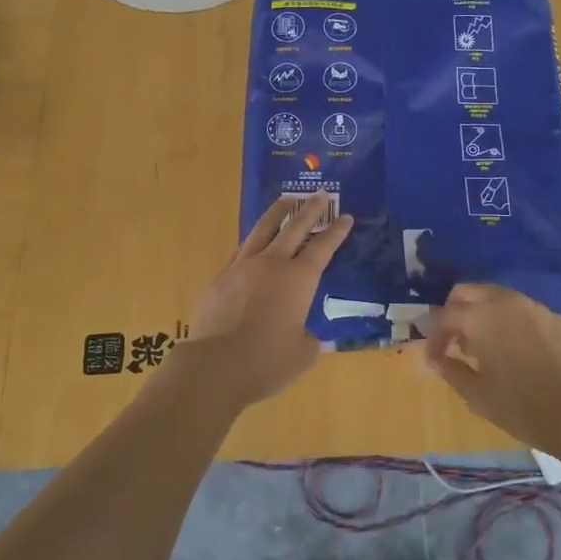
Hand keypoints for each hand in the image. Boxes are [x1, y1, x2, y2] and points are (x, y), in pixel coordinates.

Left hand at [184, 195, 353, 405]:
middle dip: (310, 210)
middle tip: (320, 194)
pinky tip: (254, 241)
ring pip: (263, 230)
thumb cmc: (267, 362)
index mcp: (299, 279)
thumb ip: (307, 337)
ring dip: (277, 213)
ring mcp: (242, 267)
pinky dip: (254, 241)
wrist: (215, 366)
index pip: (323, 248)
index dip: (336, 232)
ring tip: (286, 200)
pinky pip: (242, 251)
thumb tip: (303, 333)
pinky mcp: (221, 278)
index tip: (345, 216)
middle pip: (294, 228)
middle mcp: (272, 264)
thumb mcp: (303, 354)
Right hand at [421, 284, 560, 454]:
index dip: (434, 338)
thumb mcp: (476, 394)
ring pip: (498, 297)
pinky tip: (517, 350)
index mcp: (480, 317)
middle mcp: (505, 302)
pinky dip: (511, 323)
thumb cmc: (519, 406)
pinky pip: (524, 312)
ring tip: (485, 346)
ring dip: (484, 314)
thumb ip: (451, 370)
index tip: (435, 359)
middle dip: (456, 312)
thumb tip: (436, 359)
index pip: (444, 316)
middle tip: (455, 341)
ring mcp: (534, 307)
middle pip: (469, 292)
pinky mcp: (556, 319)